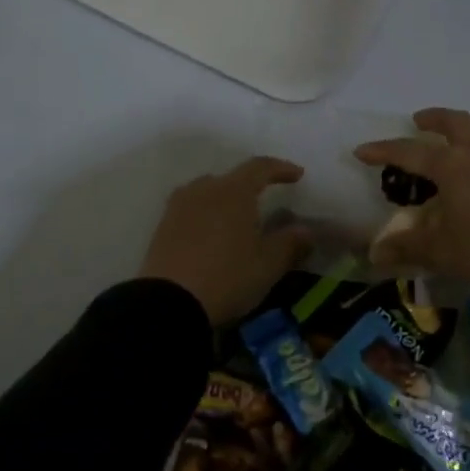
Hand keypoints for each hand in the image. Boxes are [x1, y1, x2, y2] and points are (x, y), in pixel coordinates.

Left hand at [140, 157, 313, 324]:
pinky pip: (191, 210)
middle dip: (250, 187)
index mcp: (234, 191)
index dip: (280, 168)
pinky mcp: (162, 226)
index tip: (297, 175)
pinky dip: (206, 216)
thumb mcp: (268, 264)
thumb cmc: (227, 277)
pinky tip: (211, 236)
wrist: (168, 303)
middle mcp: (204, 189)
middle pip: (231, 179)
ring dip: (225, 201)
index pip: (260, 167)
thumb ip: (291, 243)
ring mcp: (179, 206)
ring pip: (208, 193)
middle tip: (264, 204)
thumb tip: (307, 230)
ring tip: (236, 221)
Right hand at [355, 108, 469, 280]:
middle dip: (435, 118)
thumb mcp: (440, 252)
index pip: (409, 152)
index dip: (383, 150)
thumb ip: (407, 248)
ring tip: (467, 132)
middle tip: (421, 119)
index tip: (361, 150)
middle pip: (456, 123)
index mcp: (451, 166)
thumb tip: (373, 254)